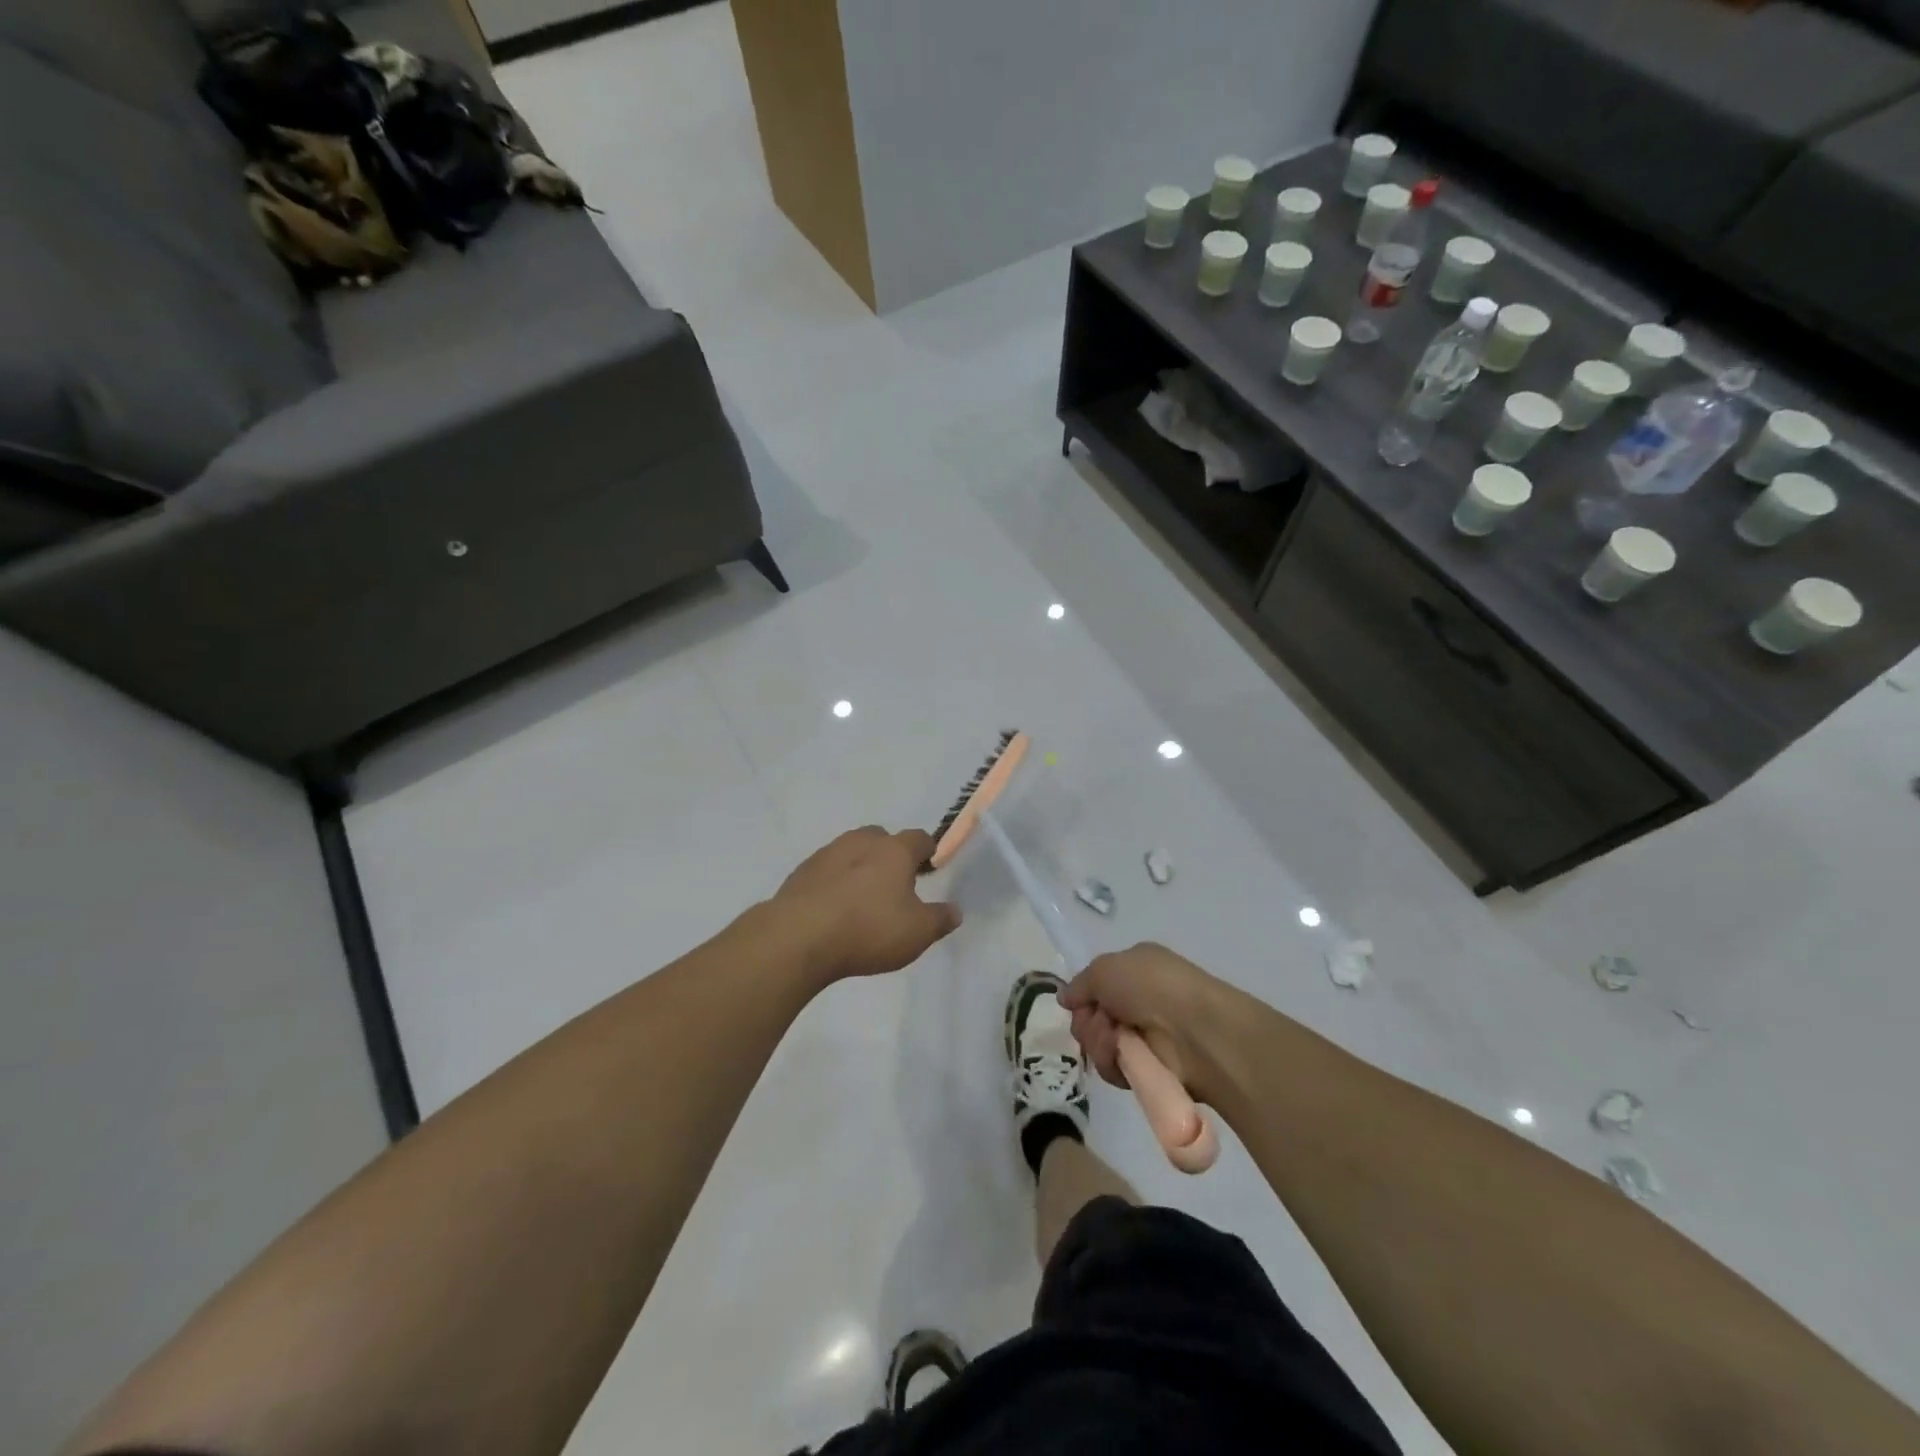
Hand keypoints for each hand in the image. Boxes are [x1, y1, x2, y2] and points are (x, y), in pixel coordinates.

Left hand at [769, 826, 960, 985]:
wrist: (798, 937)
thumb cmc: (868, 929)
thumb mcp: (917, 933)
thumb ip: (940, 919)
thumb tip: (955, 910)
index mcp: (894, 851)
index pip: (919, 838)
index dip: (928, 850)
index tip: (930, 865)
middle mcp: (861, 842)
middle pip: (881, 838)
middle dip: (890, 854)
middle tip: (895, 882)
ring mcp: (827, 854)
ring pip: (850, 851)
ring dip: (859, 866)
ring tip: (862, 897)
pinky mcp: (801, 873)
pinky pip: (826, 871)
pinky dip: (834, 882)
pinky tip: (833, 908)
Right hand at [1060, 943, 1234, 1102]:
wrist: (1195, 1030)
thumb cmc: (1151, 986)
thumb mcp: (1106, 968)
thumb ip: (1080, 983)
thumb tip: (1065, 998)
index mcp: (1133, 970)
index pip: (1094, 986)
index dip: (1083, 996)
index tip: (1078, 1002)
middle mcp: (1137, 1001)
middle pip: (1090, 1017)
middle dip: (1088, 1021)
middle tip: (1102, 1021)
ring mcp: (1142, 1037)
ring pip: (1097, 1043)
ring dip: (1099, 1042)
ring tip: (1116, 1040)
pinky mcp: (1147, 1070)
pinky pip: (1112, 1068)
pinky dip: (1112, 1063)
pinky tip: (1124, 1057)